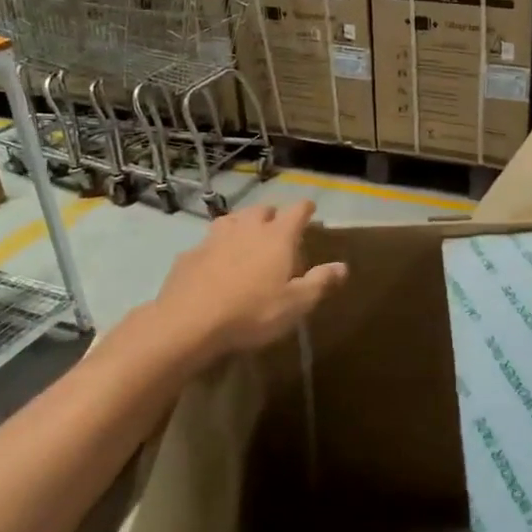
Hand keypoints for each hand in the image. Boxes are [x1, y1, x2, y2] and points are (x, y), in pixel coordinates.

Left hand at [150, 200, 346, 362]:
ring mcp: (214, 238)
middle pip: (262, 209)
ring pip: (233, 220)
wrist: (188, 322)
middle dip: (273, 215)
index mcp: (277, 237)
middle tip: (279, 230)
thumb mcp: (295, 304)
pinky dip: (217, 246)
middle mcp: (246, 228)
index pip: (297, 210)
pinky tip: (216, 262)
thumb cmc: (252, 312)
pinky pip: (208, 242)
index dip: (305, 209)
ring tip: (247, 238)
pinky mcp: (190, 254)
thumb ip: (320, 282)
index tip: (310, 210)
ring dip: (243, 224)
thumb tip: (342, 266)